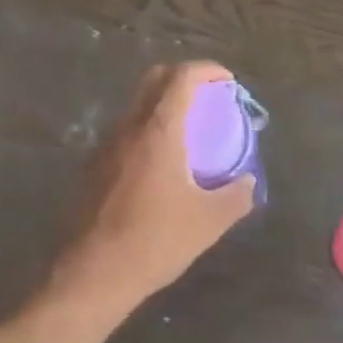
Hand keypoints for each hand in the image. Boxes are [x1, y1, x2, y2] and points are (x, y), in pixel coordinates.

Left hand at [49, 62, 256, 320]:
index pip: (182, 77)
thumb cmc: (155, 241)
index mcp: (158, 129)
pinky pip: (126, 131)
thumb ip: (235, 196)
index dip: (208, 70)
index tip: (227, 81)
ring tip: (187, 130)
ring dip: (163, 104)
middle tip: (207, 96)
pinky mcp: (93, 165)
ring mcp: (106, 144)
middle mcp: (129, 126)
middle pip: (154, 79)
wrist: (93, 272)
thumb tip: (249, 182)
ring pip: (137, 104)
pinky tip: (160, 162)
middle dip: (183, 77)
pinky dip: (147, 129)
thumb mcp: (208, 222)